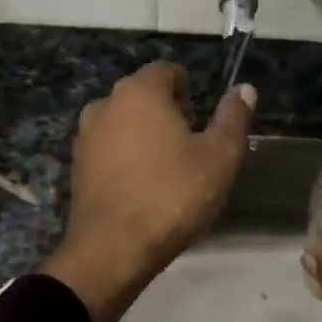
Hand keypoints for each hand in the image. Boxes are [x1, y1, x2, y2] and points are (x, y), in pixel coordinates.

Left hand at [41, 62, 255, 321]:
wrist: (112, 250)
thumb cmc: (172, 195)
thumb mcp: (220, 157)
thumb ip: (233, 118)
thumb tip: (245, 89)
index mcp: (139, 91)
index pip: (168, 72)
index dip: (190, 93)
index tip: (201, 125)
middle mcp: (105, 103)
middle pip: (144, 96)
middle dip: (168, 114)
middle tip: (189, 151)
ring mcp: (85, 135)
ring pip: (124, 123)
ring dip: (145, 137)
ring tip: (166, 173)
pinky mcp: (76, 166)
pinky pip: (108, 149)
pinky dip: (125, 159)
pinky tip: (141, 189)